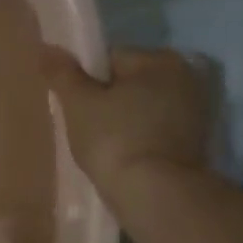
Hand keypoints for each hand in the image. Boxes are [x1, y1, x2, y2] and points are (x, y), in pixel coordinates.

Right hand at [42, 46, 213, 187]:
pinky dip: (140, 139)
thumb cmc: (114, 139)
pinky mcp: (197, 142)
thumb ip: (62, 73)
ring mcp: (196, 111)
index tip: (74, 107)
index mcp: (160, 59)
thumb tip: (46, 48)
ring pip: (144, 108)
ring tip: (103, 147)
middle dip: (107, 100)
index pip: (110, 58)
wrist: (155, 194)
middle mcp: (186, 77)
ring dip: (125, 121)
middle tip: (85, 128)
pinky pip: (156, 131)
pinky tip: (124, 158)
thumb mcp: (78, 103)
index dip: (85, 81)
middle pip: (130, 83)